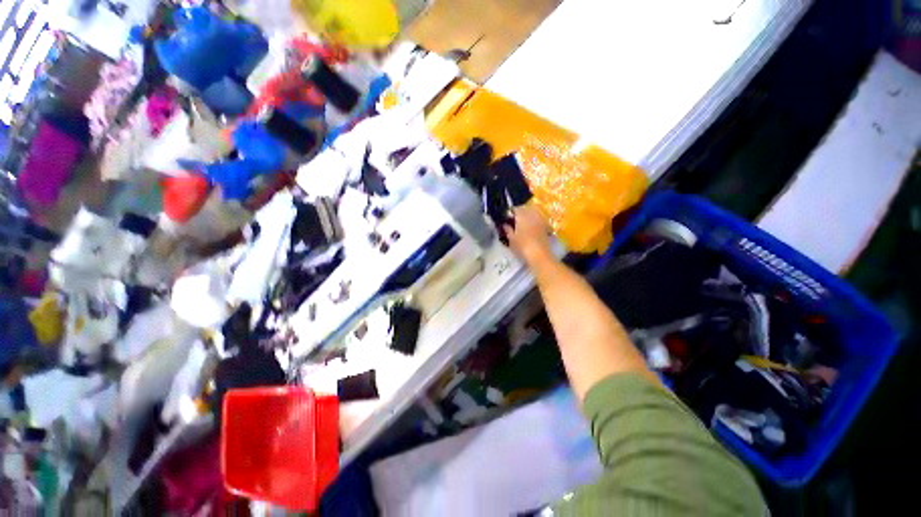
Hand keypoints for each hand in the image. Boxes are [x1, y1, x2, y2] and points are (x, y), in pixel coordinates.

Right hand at [502, 204, 552, 265]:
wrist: (540, 255)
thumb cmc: (522, 246)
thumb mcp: (511, 239)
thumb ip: (508, 230)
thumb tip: (505, 224)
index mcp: (522, 216)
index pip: (516, 209)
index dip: (511, 212)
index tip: (507, 217)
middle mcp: (532, 215)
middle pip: (526, 209)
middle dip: (520, 212)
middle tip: (514, 219)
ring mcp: (540, 221)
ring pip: (533, 213)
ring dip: (528, 216)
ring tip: (522, 223)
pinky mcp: (546, 227)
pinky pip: (539, 220)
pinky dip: (534, 222)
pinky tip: (531, 228)